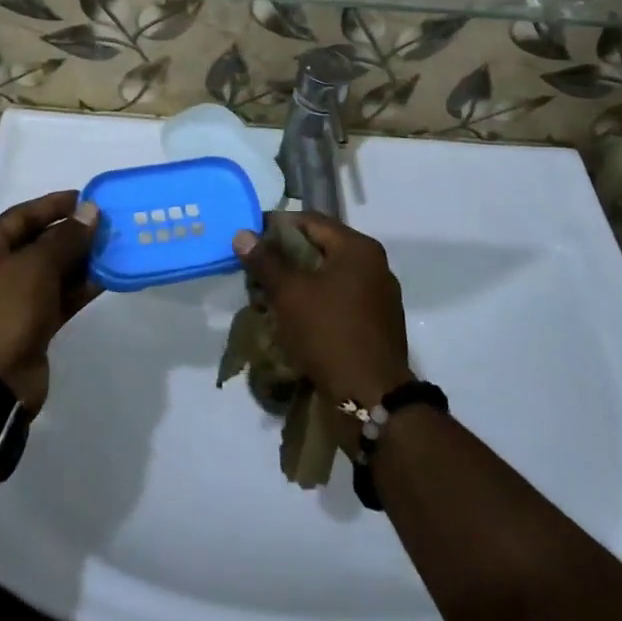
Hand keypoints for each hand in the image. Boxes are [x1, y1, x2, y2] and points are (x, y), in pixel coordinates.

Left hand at [0, 191, 100, 413]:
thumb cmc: (5, 311)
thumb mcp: (36, 266)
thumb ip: (66, 237)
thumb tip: (91, 210)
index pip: (21, 216)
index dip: (53, 205)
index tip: (86, 198)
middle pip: (37, 243)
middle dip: (71, 233)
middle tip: (106, 223)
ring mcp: (12, 301)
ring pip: (51, 271)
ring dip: (80, 260)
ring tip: (113, 246)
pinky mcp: (30, 325)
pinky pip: (57, 297)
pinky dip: (79, 287)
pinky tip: (107, 276)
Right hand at [232, 214, 411, 408]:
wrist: (372, 399)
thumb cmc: (329, 334)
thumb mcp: (290, 294)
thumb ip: (266, 261)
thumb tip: (243, 234)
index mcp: (358, 249)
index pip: (311, 221)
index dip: (277, 226)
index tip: (250, 239)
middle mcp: (373, 266)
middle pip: (320, 248)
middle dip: (285, 258)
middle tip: (254, 271)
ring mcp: (378, 297)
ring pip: (328, 277)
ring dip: (298, 283)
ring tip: (267, 297)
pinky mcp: (375, 325)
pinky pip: (339, 301)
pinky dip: (314, 303)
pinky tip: (292, 319)